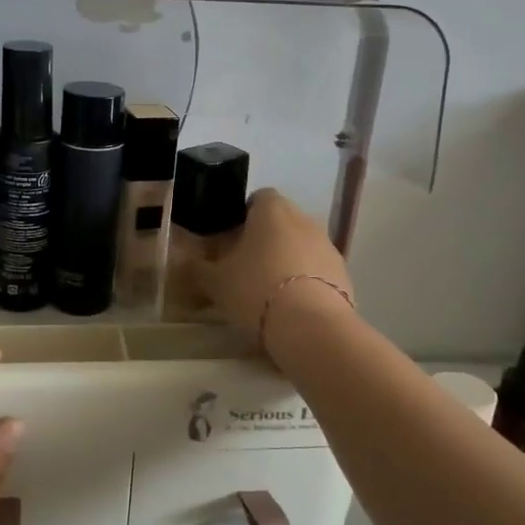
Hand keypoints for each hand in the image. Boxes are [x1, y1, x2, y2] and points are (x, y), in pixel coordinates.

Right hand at [194, 189, 353, 350]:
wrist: (311, 326)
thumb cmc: (255, 290)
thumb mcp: (215, 283)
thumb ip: (197, 269)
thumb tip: (181, 261)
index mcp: (272, 210)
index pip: (259, 197)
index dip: (244, 214)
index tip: (231, 238)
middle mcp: (304, 219)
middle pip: (282, 221)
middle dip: (266, 239)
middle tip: (245, 266)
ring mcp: (328, 246)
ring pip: (302, 245)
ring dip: (288, 260)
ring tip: (269, 291)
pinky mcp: (344, 274)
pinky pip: (318, 270)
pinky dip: (306, 281)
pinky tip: (292, 307)